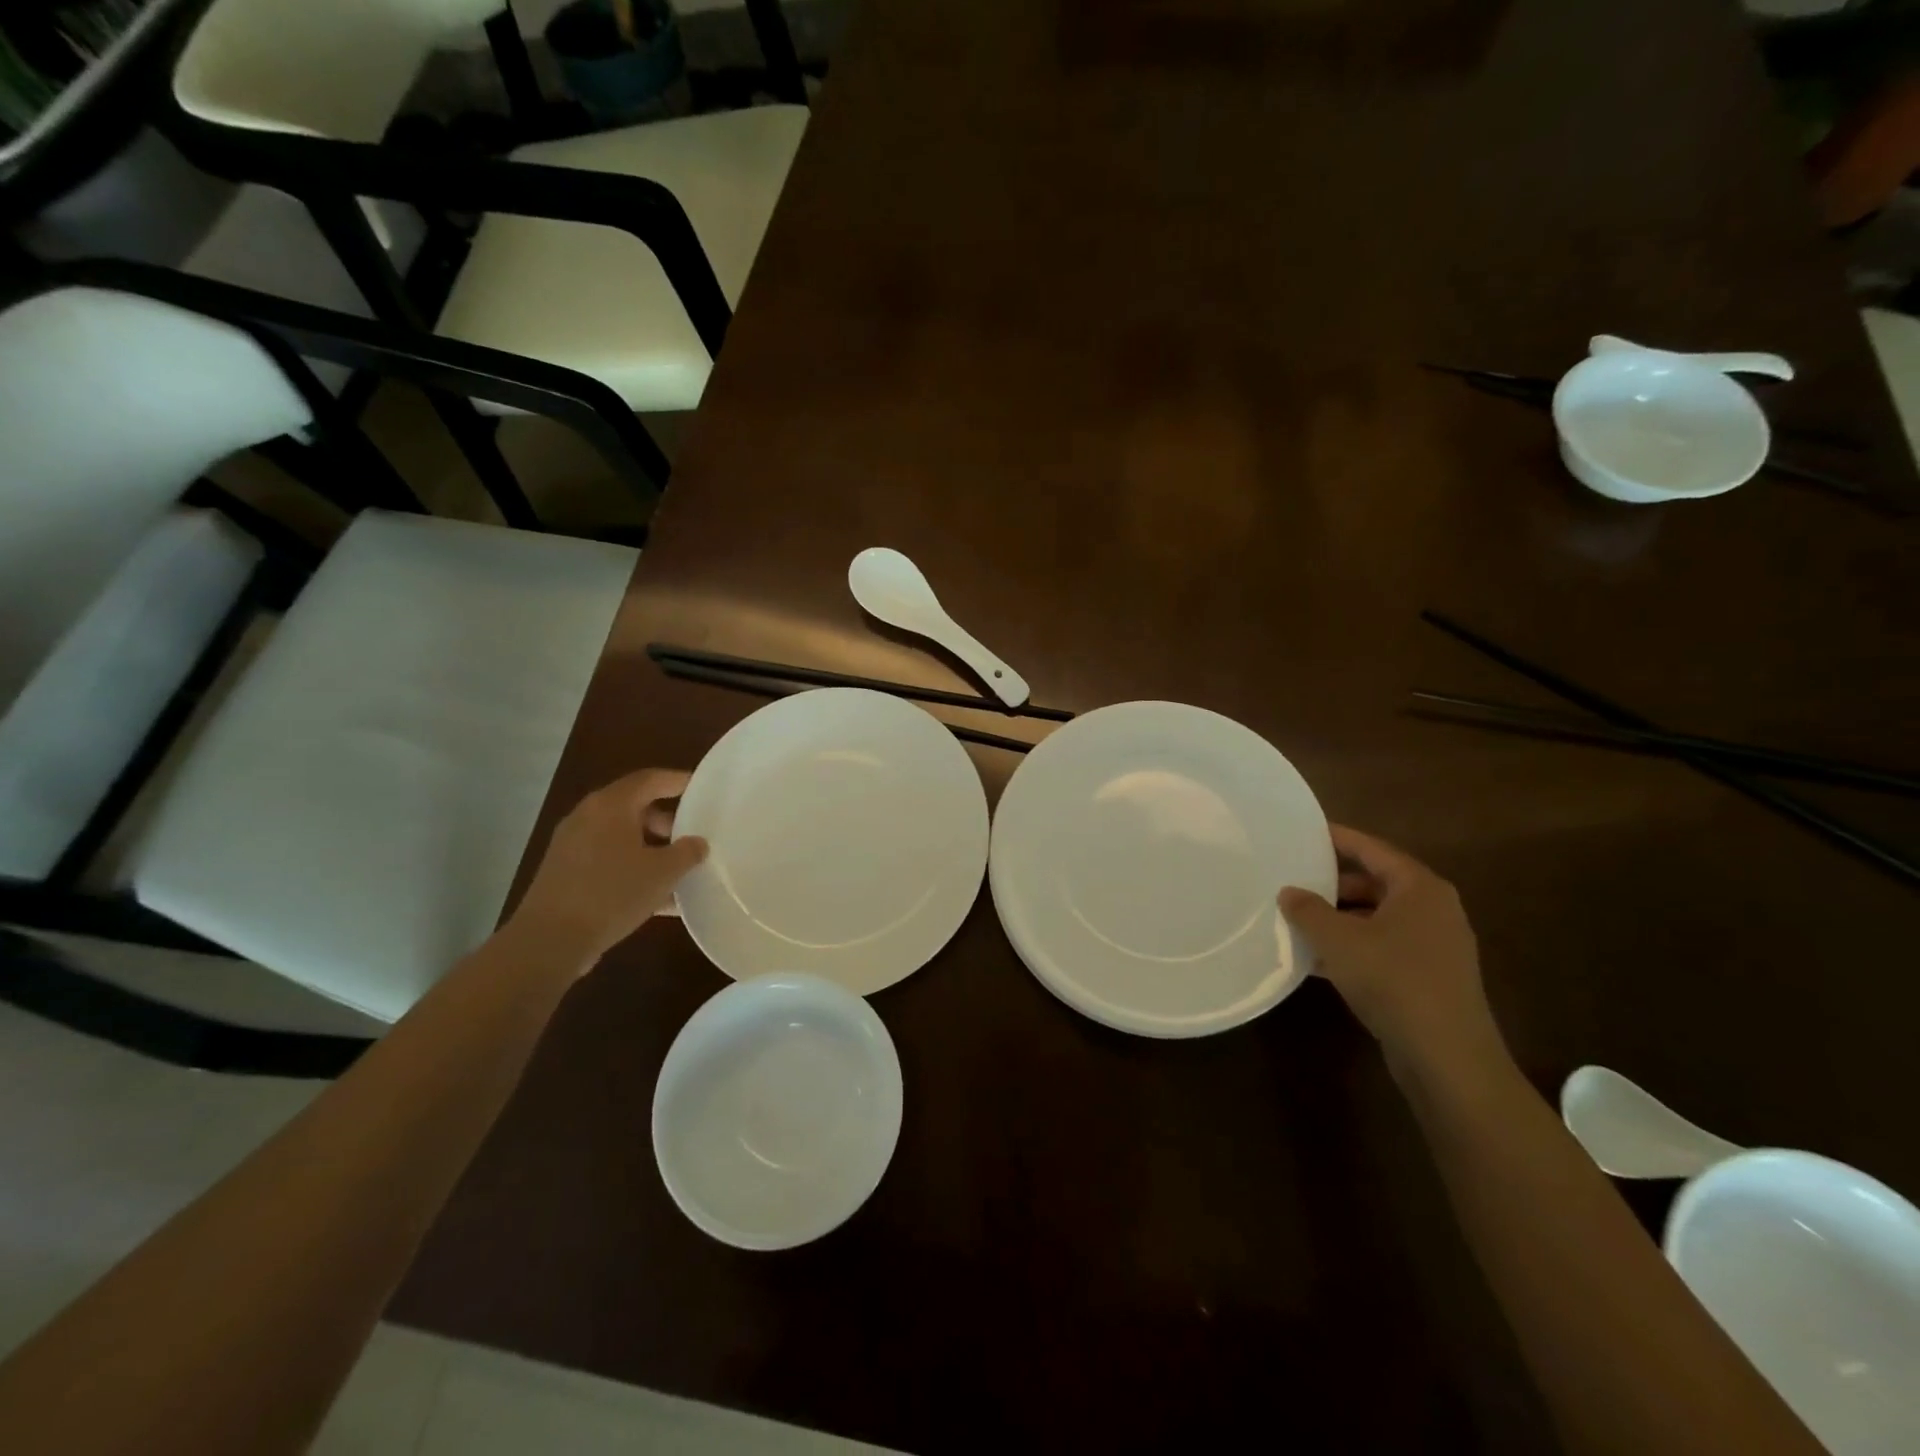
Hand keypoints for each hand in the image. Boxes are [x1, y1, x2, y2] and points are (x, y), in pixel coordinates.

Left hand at [511, 768, 707, 968]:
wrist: (550, 941)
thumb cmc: (612, 894)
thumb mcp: (662, 873)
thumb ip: (686, 853)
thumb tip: (697, 843)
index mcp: (611, 806)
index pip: (649, 780)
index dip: (677, 781)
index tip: (700, 787)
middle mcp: (588, 817)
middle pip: (633, 807)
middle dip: (665, 820)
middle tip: (690, 835)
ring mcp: (572, 845)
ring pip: (620, 836)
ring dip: (650, 847)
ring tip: (677, 869)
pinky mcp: (565, 872)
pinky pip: (608, 859)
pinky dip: (632, 867)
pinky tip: (657, 897)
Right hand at [1279, 826, 1502, 1071]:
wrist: (1446, 1057)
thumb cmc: (1393, 980)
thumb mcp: (1338, 940)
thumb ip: (1308, 910)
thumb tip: (1289, 892)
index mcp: (1420, 888)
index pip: (1372, 849)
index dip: (1337, 838)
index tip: (1303, 832)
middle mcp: (1433, 910)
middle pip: (1374, 883)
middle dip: (1332, 884)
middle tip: (1292, 882)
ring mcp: (1434, 946)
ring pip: (1376, 919)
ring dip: (1338, 920)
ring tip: (1296, 921)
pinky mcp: (1428, 978)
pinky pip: (1382, 948)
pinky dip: (1351, 948)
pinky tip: (1316, 961)